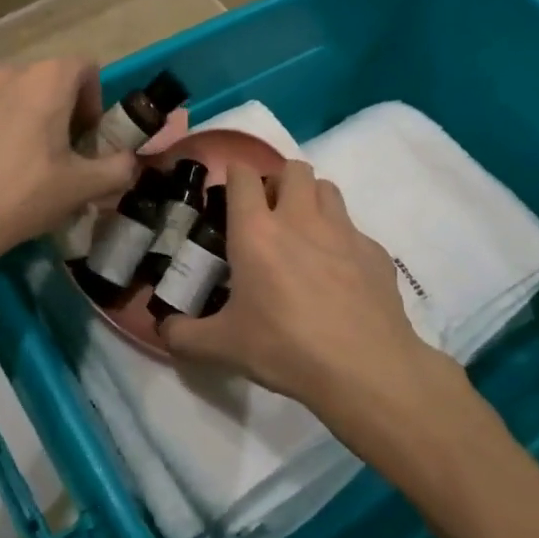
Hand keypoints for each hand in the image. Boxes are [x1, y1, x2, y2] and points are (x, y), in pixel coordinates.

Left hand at [0, 59, 138, 298]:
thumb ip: (119, 168)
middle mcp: (8, 72)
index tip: (88, 137)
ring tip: (21, 159)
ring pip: (12, 93)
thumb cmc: (24, 195)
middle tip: (60, 153)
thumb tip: (130, 163)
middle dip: (61, 109)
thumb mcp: (84, 186)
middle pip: (47, 80)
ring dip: (26, 116)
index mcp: (47, 80)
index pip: (85, 67)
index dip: (95, 100)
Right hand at [159, 160, 459, 420]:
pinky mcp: (375, 251)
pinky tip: (339, 274)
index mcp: (257, 231)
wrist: (364, 368)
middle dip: (279, 181)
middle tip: (269, 214)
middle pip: (292, 169)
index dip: (234, 177)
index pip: (244, 174)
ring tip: (304, 233)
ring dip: (312, 199)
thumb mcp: (223, 347)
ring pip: (327, 188)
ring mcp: (343, 231)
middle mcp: (301, 218)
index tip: (229, 197)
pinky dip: (342, 240)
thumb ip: (184, 335)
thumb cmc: (285, 348)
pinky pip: (355, 230)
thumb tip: (163, 330)